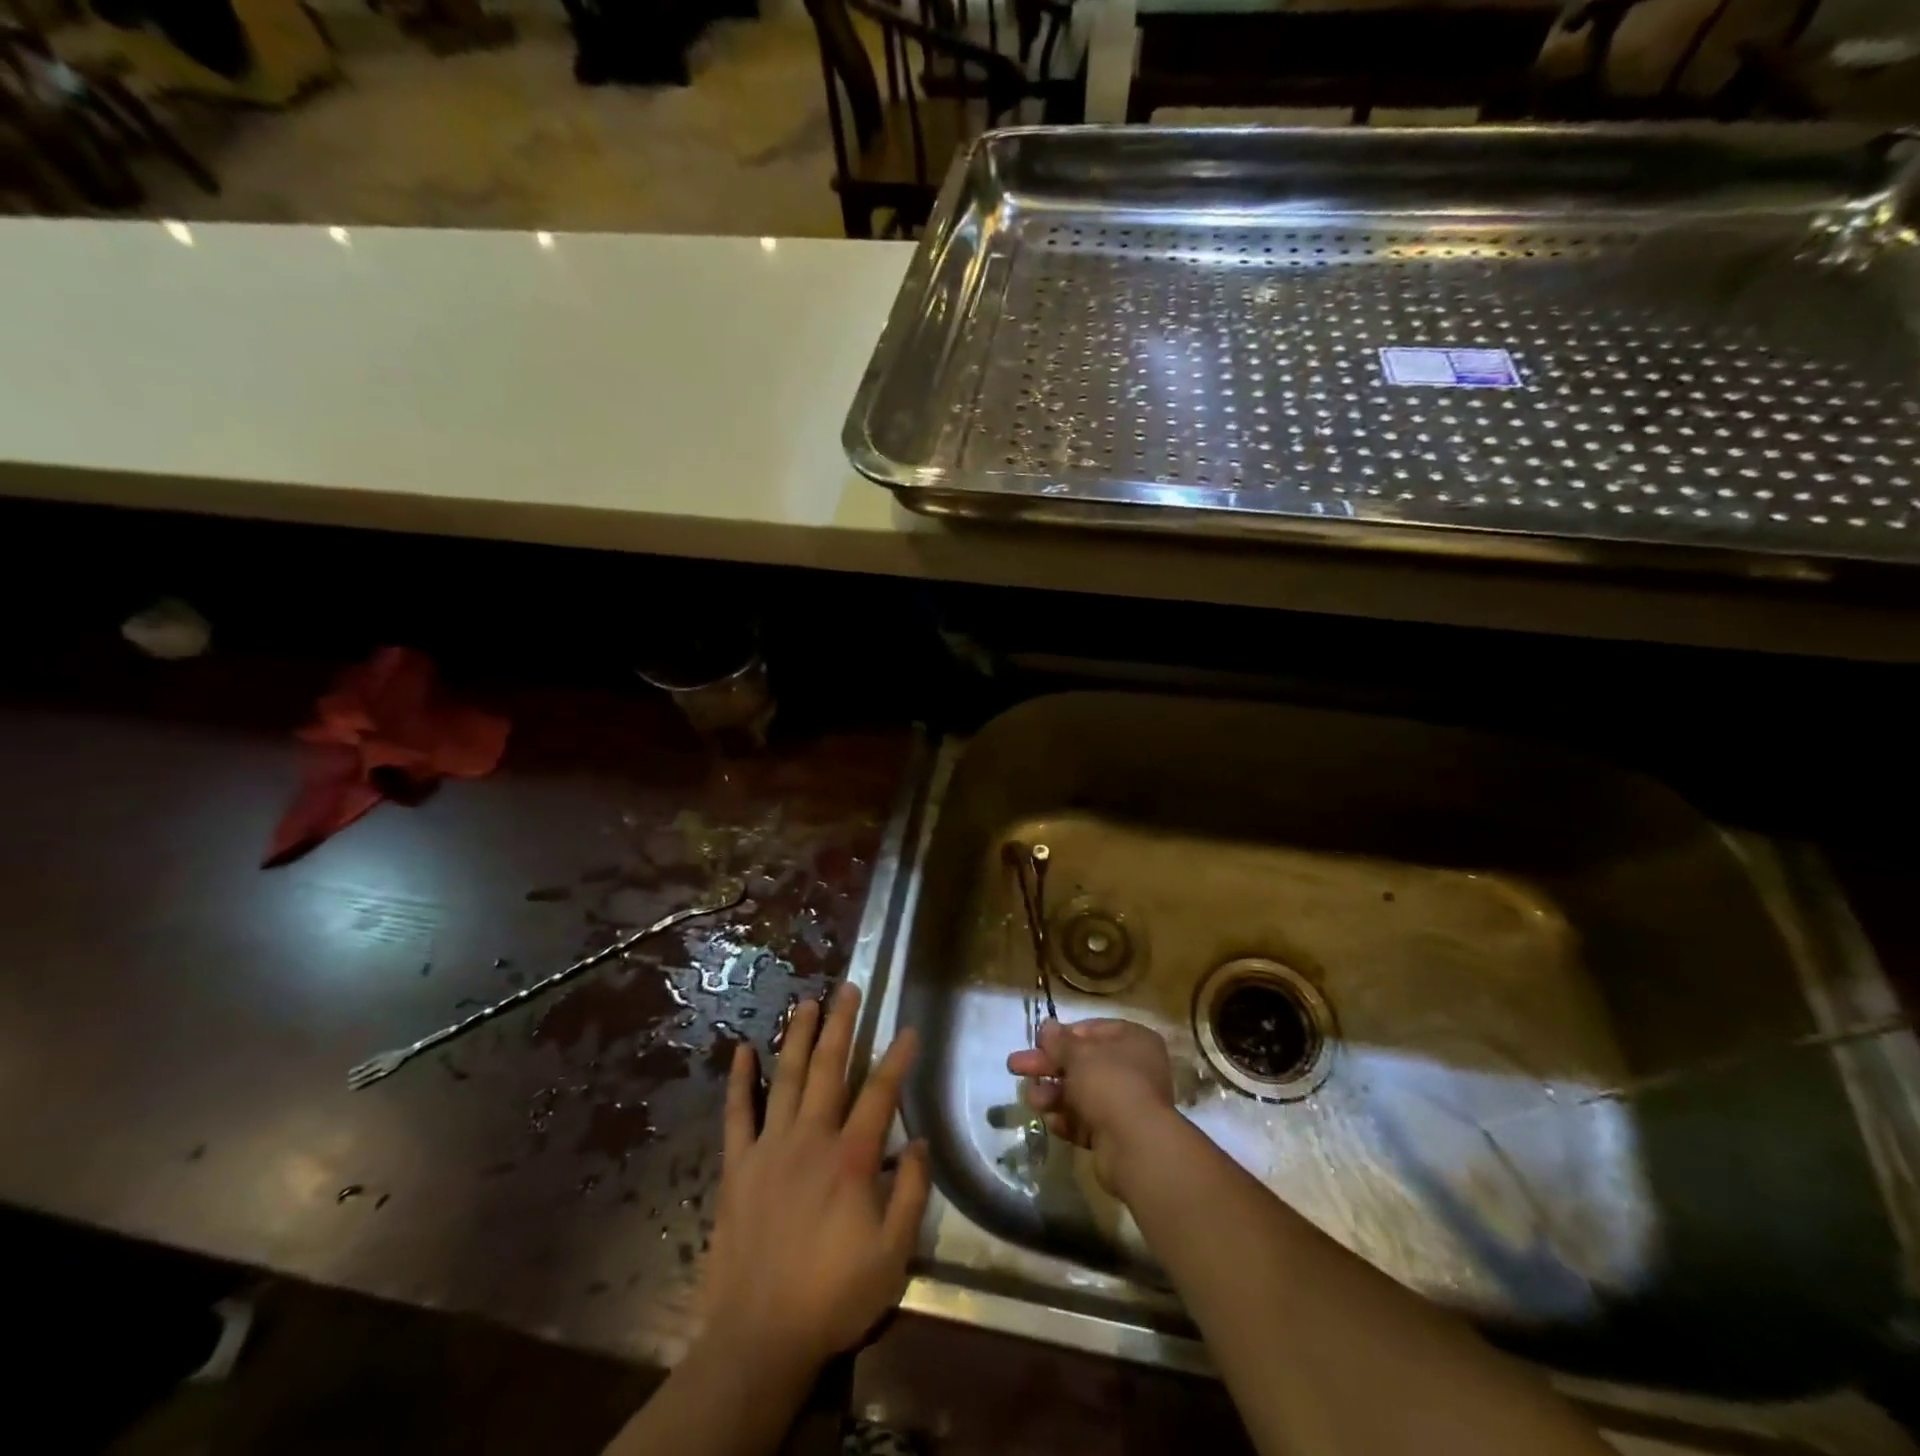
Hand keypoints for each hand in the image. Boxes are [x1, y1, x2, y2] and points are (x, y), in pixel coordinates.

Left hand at [701, 983, 929, 1379]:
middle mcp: (810, 1138)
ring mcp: (769, 1148)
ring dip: (798, 1036)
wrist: (757, 1338)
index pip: (880, 1093)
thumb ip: (911, 1193)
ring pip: (785, 1078)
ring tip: (807, 1001)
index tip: (909, 1029)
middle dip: (842, 1024)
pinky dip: (739, 1080)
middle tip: (850, 988)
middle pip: (829, 1068)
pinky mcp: (737, 1166)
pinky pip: (737, 1114)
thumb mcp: (893, 1256)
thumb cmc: (832, 1296)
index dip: (897, 1058)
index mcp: (851, 1158)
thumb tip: (920, 1142)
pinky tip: (742, 1049)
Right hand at [1006, 1018, 1177, 1195]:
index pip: (1092, 1030)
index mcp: (1133, 1040)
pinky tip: (1052, 1122)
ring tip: (1032, 1100)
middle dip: (1048, 1066)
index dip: (1063, 1035)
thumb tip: (1047, 1027)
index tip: (1038, 1042)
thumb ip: (1059, 1041)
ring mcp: (1126, 1103)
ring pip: (1081, 1093)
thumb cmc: (1109, 1084)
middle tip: (1015, 1066)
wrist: (1135, 1147)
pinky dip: (1068, 1120)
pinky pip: (1087, 1121)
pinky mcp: (1117, 1134)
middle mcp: (1134, 1069)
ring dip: (1053, 1095)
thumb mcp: (1078, 1054)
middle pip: (1082, 1063)